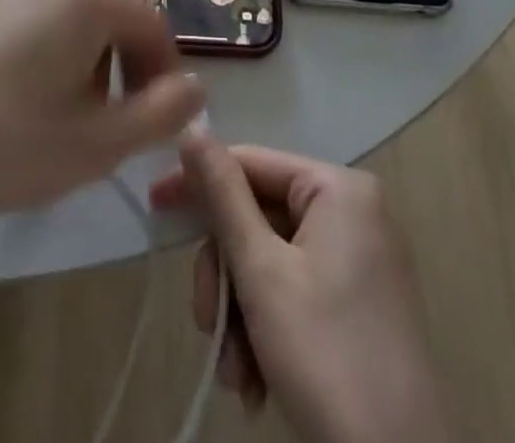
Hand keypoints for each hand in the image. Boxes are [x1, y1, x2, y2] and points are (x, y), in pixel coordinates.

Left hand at [0, 0, 203, 238]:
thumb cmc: (0, 141)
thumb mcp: (96, 144)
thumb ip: (162, 113)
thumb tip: (195, 87)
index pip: (153, 26)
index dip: (163, 77)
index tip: (152, 126)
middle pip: (113, 11)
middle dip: (122, 64)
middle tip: (105, 125)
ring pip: (73, 9)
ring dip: (85, 54)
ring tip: (58, 112)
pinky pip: (33, 8)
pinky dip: (45, 43)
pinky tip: (15, 91)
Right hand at [151, 136, 449, 442]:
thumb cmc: (327, 358)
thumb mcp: (261, 272)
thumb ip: (223, 196)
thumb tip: (192, 129)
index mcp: (338, 189)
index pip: (252, 163)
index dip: (199, 183)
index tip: (154, 205)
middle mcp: (353, 212)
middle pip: (259, 218)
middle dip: (226, 278)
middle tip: (207, 325)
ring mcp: (360, 260)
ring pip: (271, 262)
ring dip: (241, 316)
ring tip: (237, 377)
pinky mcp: (360, 305)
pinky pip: (295, 292)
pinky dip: (267, 332)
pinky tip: (257, 384)